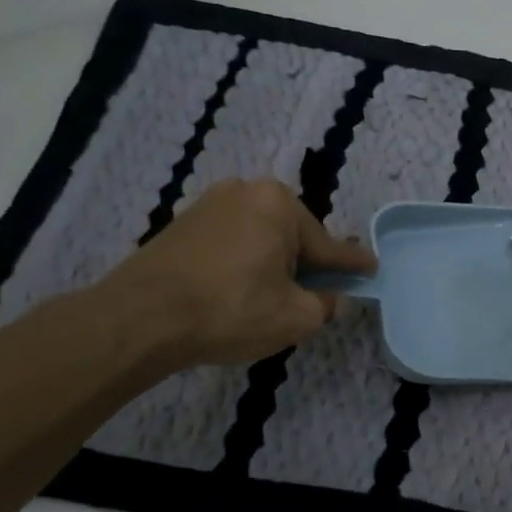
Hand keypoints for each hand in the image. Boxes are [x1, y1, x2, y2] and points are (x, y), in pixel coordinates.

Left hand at [103, 179, 376, 366]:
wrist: (139, 320)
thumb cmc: (230, 311)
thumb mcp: (296, 317)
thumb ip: (325, 304)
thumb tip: (331, 298)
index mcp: (279, 203)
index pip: (329, 244)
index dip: (352, 264)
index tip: (372, 268)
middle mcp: (246, 192)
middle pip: (293, 235)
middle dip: (306, 263)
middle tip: (314, 294)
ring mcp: (209, 204)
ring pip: (260, 238)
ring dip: (273, 264)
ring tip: (272, 298)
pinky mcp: (181, 224)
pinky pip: (231, 242)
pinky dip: (243, 263)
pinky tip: (239, 291)